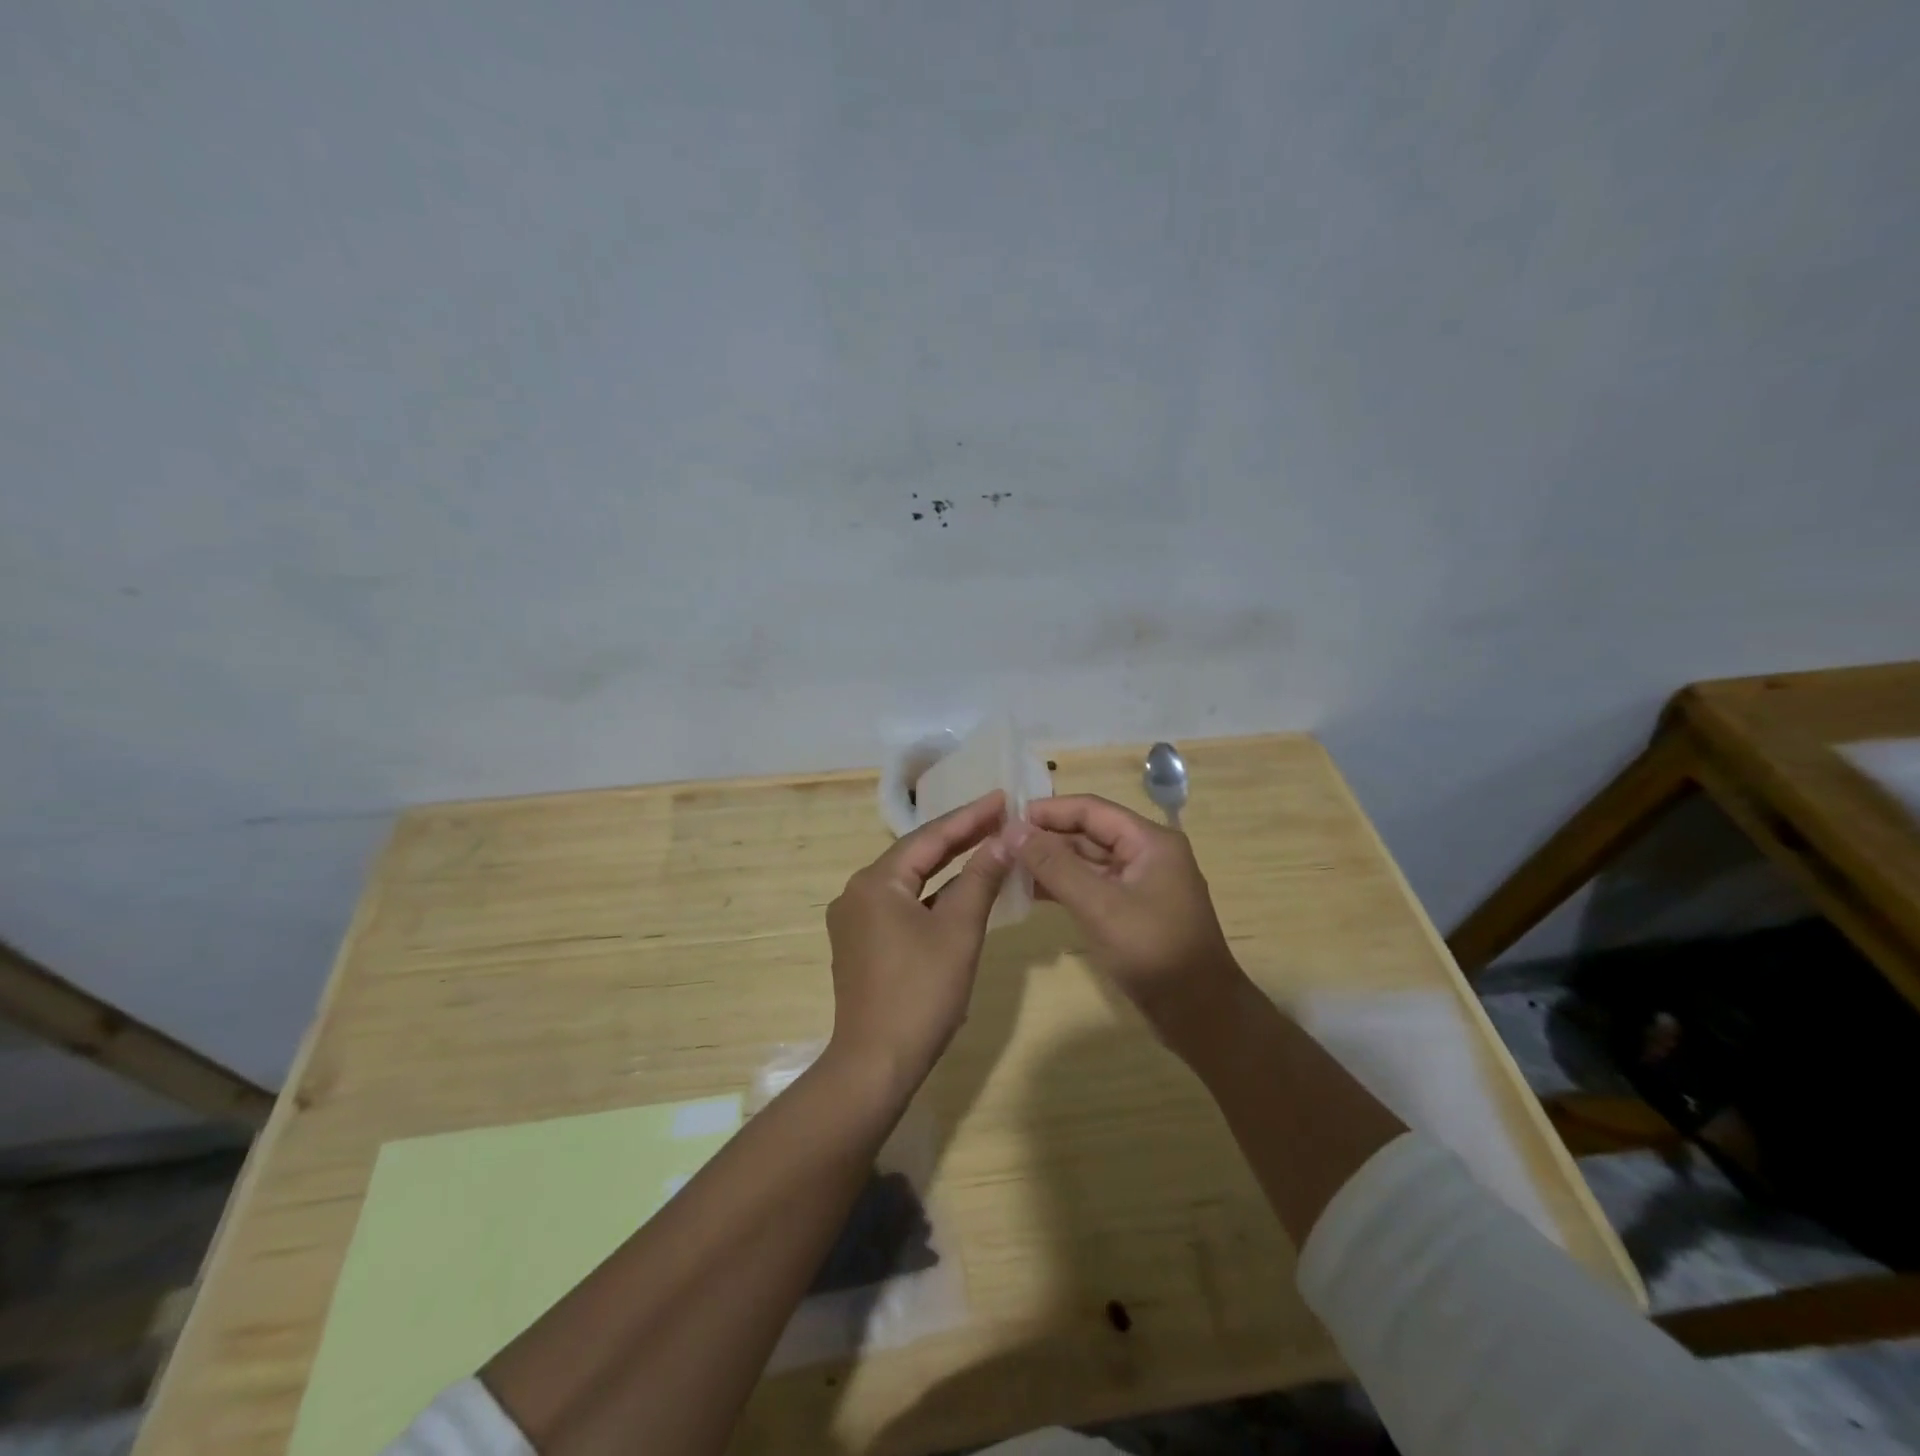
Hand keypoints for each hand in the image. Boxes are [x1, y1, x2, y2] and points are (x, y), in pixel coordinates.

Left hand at [825, 791, 1011, 1091]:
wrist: (876, 1064)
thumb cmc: (921, 992)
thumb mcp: (959, 931)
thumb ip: (981, 879)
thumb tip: (1005, 839)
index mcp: (875, 882)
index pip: (929, 837)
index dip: (969, 817)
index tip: (1001, 798)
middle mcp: (857, 893)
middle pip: (915, 856)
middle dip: (958, 838)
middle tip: (998, 817)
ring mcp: (855, 921)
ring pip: (909, 882)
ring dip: (946, 868)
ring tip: (985, 847)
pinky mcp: (860, 945)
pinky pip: (901, 906)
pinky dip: (931, 897)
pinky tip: (957, 894)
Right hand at [1005, 795, 1241, 1026]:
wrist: (1200, 1014)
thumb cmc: (1154, 952)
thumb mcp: (1100, 906)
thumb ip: (1055, 866)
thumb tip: (1012, 830)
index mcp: (1150, 841)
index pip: (1091, 809)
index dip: (1049, 810)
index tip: (1007, 817)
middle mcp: (1146, 854)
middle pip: (1089, 832)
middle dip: (1047, 836)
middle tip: (1000, 843)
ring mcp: (1140, 883)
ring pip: (1088, 860)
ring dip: (1051, 862)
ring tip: (1007, 865)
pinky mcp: (1131, 910)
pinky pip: (1092, 886)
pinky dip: (1063, 885)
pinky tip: (1030, 891)